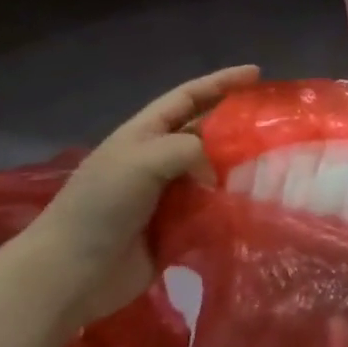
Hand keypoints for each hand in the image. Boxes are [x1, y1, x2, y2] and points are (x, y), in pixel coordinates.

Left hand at [18, 65, 259, 328]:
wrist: (72, 273)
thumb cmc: (101, 206)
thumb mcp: (143, 160)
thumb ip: (190, 150)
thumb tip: (217, 175)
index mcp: (144, 135)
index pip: (188, 97)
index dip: (221, 82)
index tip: (257, 73)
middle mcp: (158, 160)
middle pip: (207, 132)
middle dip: (238, 125)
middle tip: (275, 123)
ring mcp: (169, 194)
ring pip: (215, 170)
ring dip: (240, 167)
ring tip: (276, 163)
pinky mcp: (178, 226)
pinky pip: (214, 207)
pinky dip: (233, 203)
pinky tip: (257, 202)